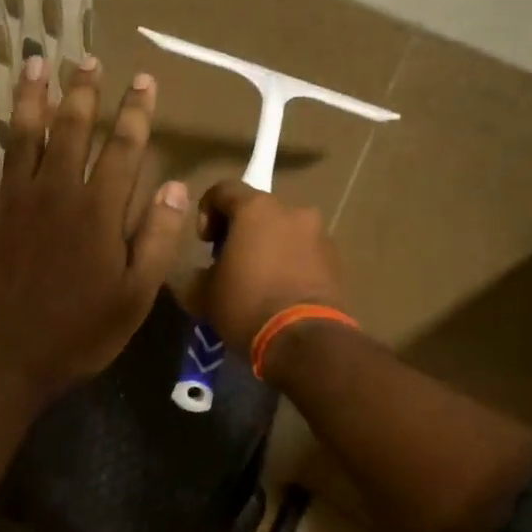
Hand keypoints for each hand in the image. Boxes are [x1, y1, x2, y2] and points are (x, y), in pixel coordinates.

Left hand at [0, 55, 189, 403]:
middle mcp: (55, 191)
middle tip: (87, 59)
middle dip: (82, 91)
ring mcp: (11, 200)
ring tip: (35, 63)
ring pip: (21, 136)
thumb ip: (158, 238)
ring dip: (30, 97)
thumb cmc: (78, 332)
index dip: (136, 111)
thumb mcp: (135, 295)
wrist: (3, 358)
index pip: (123, 147)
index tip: (143, 80)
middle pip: (70, 129)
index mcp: (98, 210)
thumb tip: (176, 187)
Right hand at [182, 181, 348, 356]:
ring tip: (258, 281)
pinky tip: (281, 292)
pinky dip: (290, 262)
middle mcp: (292, 211)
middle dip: (240, 231)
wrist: (306, 341)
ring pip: (284, 231)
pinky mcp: (336, 259)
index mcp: (256, 208)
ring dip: (268, 247)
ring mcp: (319, 234)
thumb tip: (199, 274)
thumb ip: (196, 274)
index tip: (204, 243)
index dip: (207, 211)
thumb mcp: (203, 294)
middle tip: (229, 262)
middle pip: (258, 210)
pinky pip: (304, 252)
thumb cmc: (247, 306)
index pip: (223, 190)